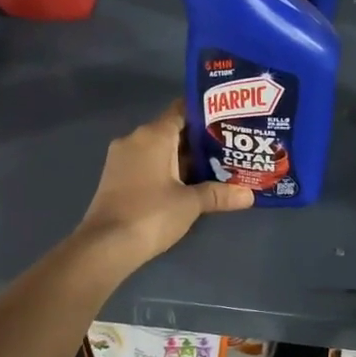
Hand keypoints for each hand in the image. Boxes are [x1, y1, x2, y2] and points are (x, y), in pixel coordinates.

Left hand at [76, 102, 253, 269]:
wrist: (105, 246)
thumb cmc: (151, 214)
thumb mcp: (191, 203)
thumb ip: (220, 194)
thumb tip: (250, 195)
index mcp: (153, 135)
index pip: (182, 110)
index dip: (206, 113)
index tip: (228, 120)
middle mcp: (135, 139)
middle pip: (173, 130)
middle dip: (200, 140)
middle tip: (230, 147)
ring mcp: (122, 159)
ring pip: (160, 149)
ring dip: (184, 158)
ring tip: (216, 166)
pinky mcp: (116, 178)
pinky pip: (148, 164)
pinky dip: (167, 169)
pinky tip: (189, 183)